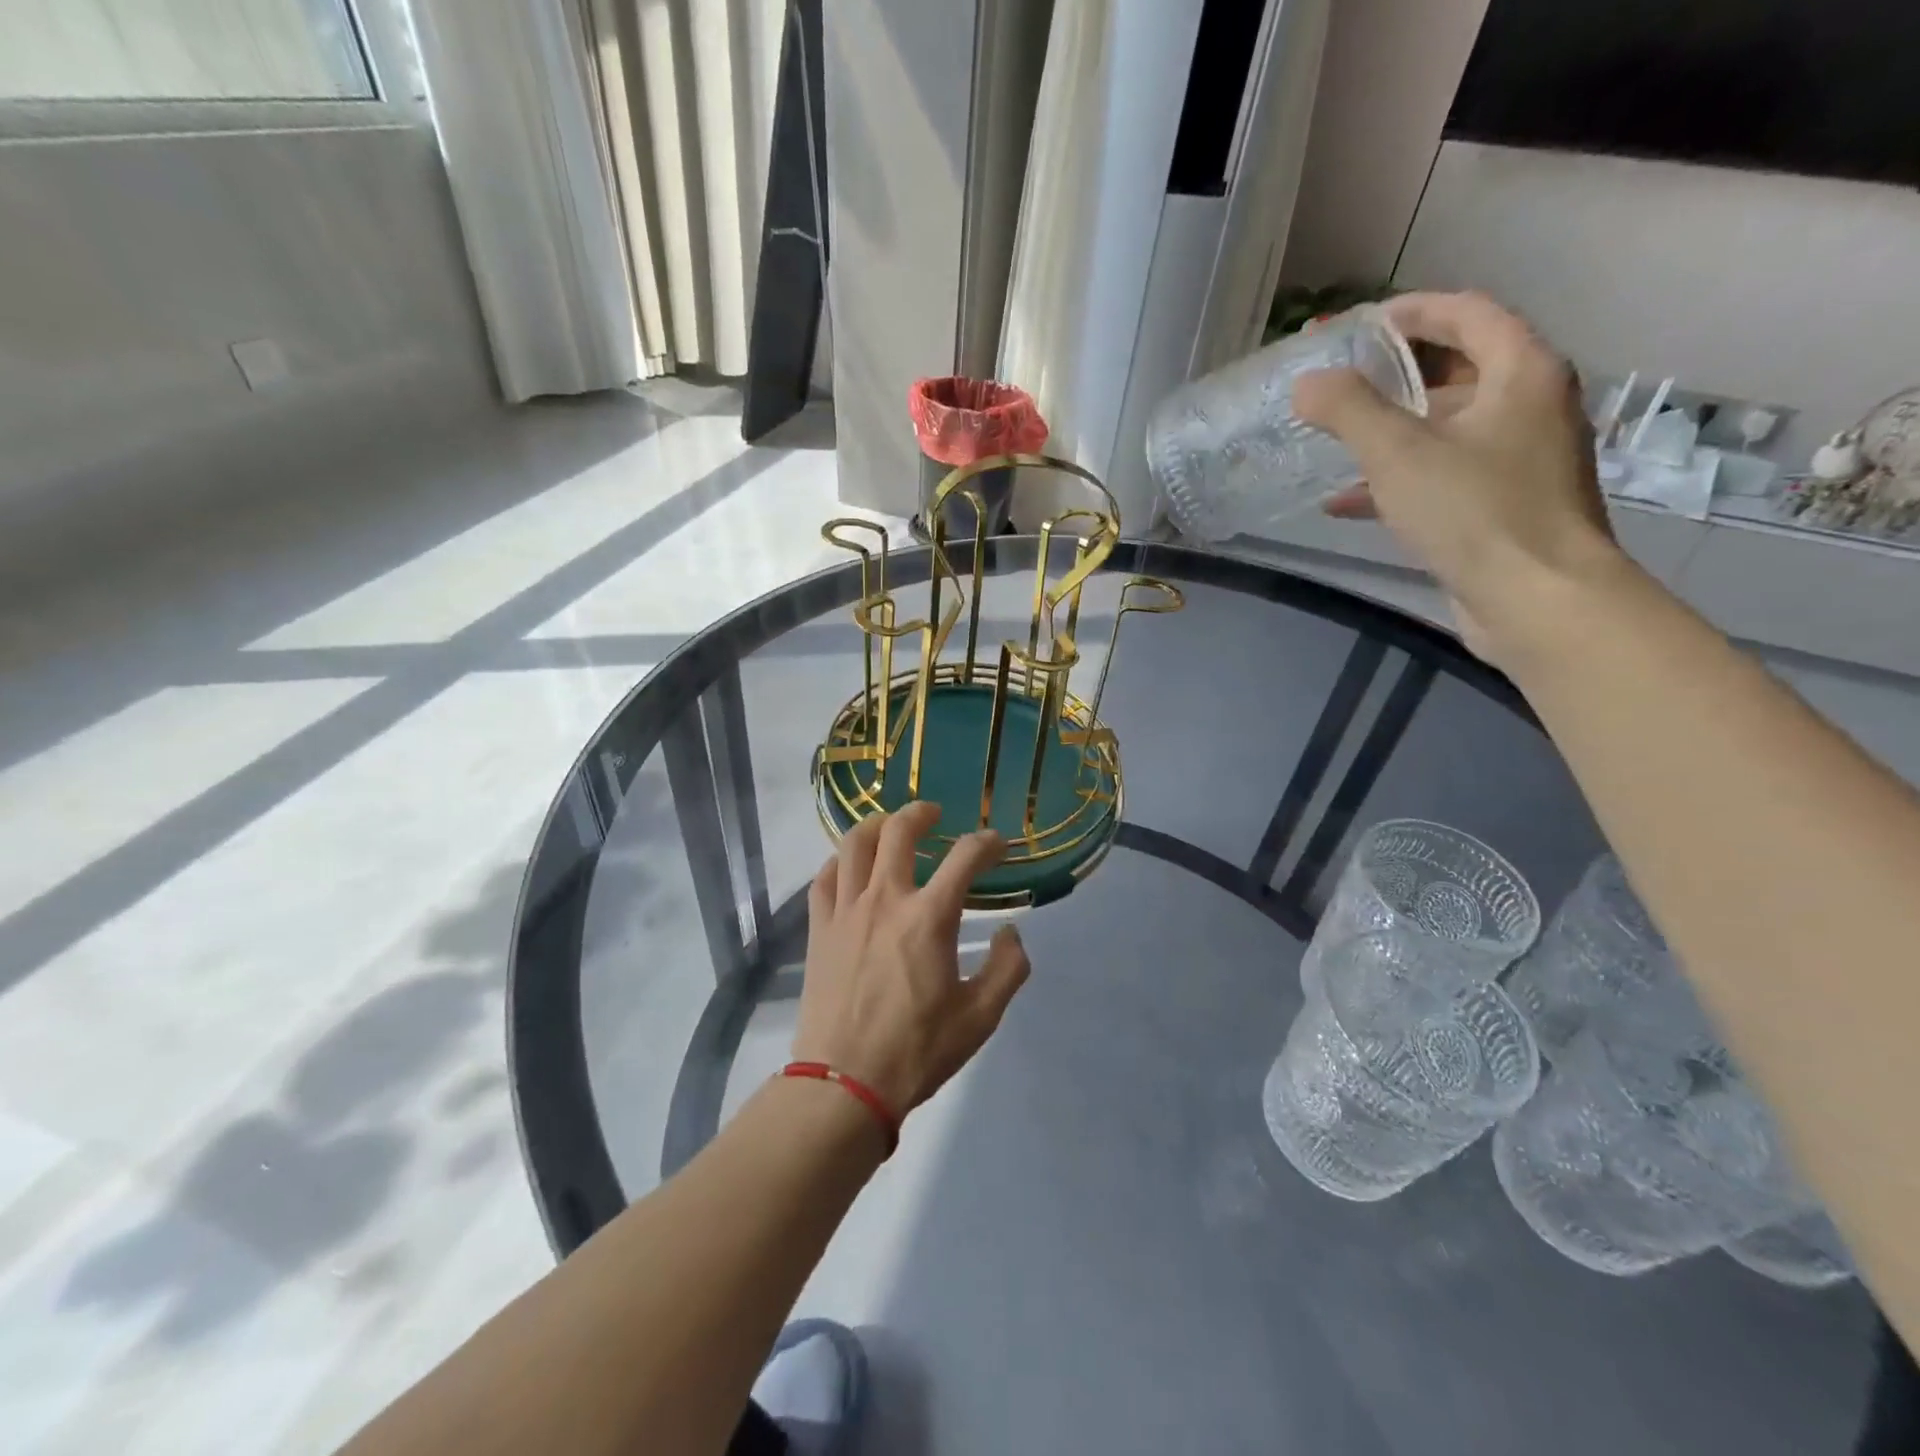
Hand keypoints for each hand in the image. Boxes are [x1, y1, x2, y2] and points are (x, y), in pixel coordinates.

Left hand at [793, 802, 1031, 1118]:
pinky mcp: (819, 928)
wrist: (844, 1084)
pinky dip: (840, 860)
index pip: (965, 857)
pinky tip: (850, 866)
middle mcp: (886, 900)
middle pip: (899, 832)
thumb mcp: (981, 1018)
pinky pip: (825, 877)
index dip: (987, 843)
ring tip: (889, 828)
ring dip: (876, 825)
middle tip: (933, 814)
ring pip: (855, 844)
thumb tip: (1011, 933)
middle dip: (920, 813)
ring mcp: (846, 910)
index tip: (996, 845)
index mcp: (930, 918)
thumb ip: (1008, 969)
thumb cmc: (917, 1050)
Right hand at [1295, 291, 1622, 658]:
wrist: (1538, 599)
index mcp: (1522, 373)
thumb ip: (1349, 410)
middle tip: (1342, 380)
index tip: (1361, 324)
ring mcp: (1520, 460)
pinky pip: (1444, 475)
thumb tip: (1307, 382)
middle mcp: (1530, 407)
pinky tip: (1346, 502)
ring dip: (1392, 430)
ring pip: (1447, 427)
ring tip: (1336, 438)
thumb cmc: (1475, 511)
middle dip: (1396, 374)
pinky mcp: (1503, 506)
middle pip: (1459, 369)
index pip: (1469, 314)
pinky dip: (1399, 480)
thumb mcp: (1399, 453)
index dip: (1413, 311)